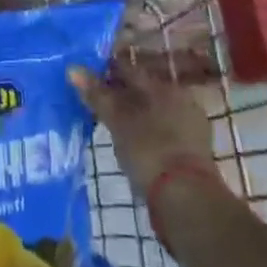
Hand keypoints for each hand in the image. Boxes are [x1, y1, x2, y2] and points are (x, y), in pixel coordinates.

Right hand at [68, 63, 213, 198]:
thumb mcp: (118, 122)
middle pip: (143, 90)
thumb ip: (97, 95)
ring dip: (135, 115)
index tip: (86, 78)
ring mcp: (190, 125)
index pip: (128, 69)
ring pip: (154, 111)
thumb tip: (73, 68)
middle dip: (121, 94)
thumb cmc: (149, 152)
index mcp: (162, 87)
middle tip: (96, 103)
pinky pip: (163, 131)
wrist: (187, 198)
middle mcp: (180, 99)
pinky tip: (134, 144)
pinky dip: (147, 133)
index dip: (106, 71)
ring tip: (112, 125)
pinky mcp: (193, 150)